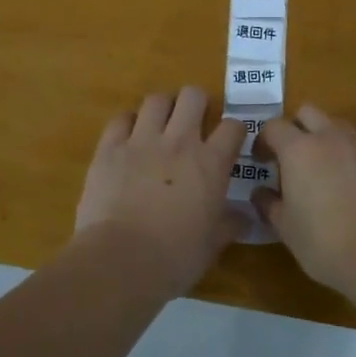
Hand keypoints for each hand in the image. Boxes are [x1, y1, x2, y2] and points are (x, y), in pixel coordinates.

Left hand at [75, 86, 243, 292]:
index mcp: (210, 164)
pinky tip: (129, 136)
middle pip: (193, 96)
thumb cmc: (174, 257)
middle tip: (194, 122)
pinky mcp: (110, 148)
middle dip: (197, 103)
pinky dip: (128, 122)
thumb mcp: (212, 245)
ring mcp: (142, 141)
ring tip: (161, 124)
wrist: (120, 260)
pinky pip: (121, 119)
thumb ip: (230, 225)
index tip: (229, 142)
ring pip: (157, 99)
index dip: (234, 131)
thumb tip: (245, 219)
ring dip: (163, 108)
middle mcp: (179, 142)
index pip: (233, 127)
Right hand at [254, 104, 355, 291]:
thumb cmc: (323, 241)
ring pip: (337, 127)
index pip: (274, 126)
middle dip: (295, 127)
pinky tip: (347, 191)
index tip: (260, 162)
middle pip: (308, 112)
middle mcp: (330, 139)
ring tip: (319, 170)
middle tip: (289, 157)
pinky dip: (346, 161)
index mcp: (299, 149)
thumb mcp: (285, 227)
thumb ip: (269, 204)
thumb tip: (260, 193)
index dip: (263, 141)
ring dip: (324, 139)